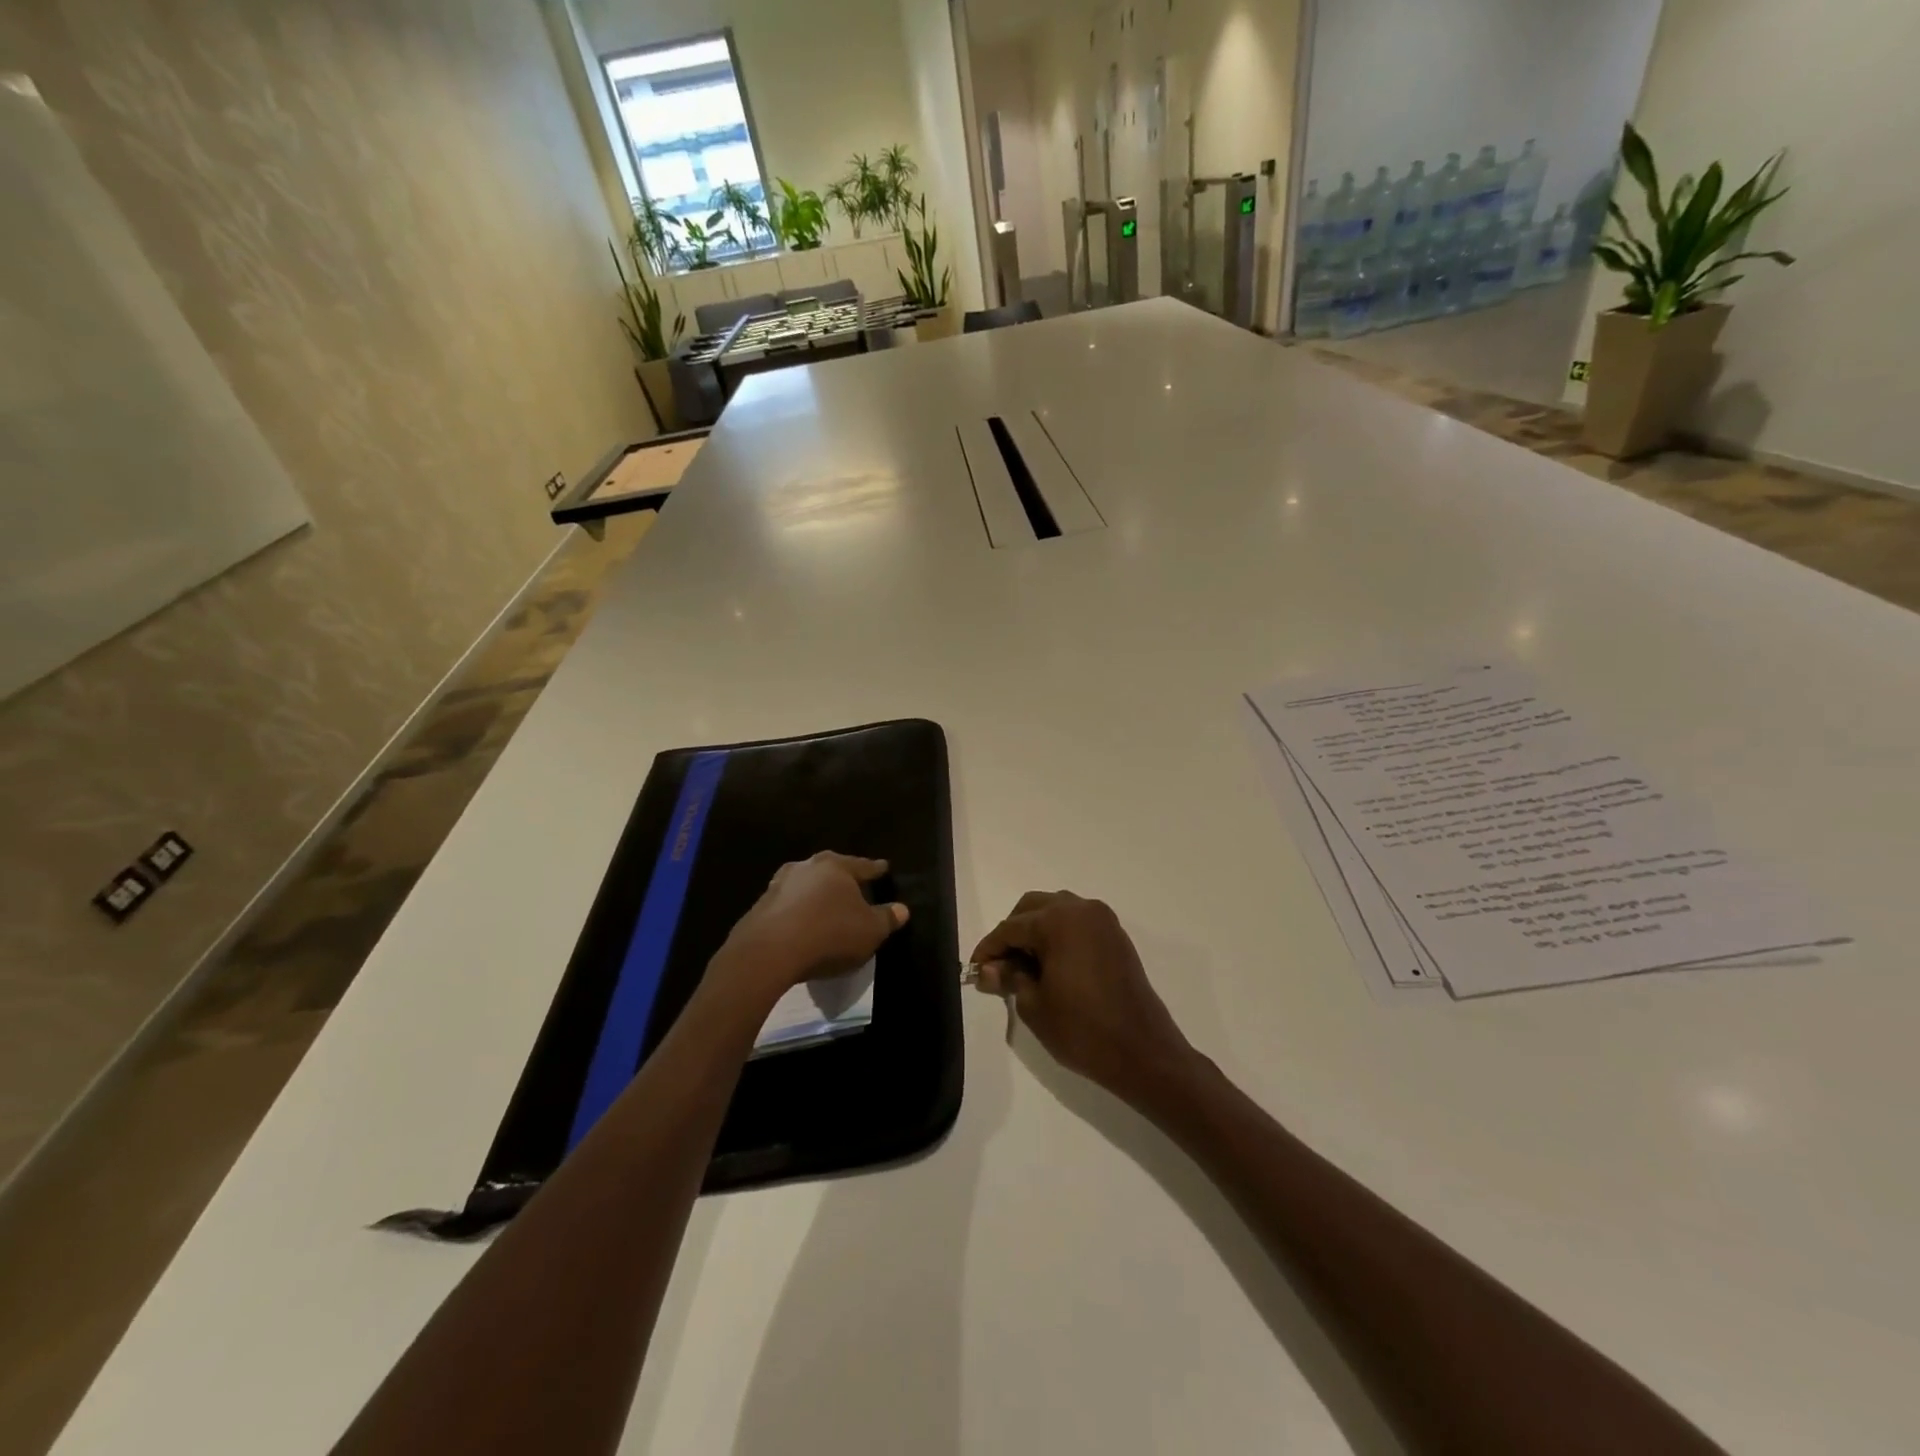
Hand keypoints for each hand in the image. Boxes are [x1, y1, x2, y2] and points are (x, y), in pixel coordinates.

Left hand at [717, 852, 908, 1001]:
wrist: (768, 952)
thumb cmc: (829, 934)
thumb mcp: (870, 931)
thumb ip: (887, 918)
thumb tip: (902, 909)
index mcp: (836, 866)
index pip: (863, 865)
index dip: (876, 869)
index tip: (884, 867)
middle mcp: (807, 866)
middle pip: (831, 871)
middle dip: (843, 879)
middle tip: (854, 888)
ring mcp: (779, 885)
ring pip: (806, 886)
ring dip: (817, 896)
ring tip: (826, 908)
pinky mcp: (760, 906)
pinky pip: (788, 905)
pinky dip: (798, 912)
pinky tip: (802, 926)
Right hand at [971, 891, 1194, 1101]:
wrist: (1142, 1052)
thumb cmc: (1082, 1030)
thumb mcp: (1034, 1005)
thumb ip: (1009, 978)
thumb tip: (989, 969)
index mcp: (1059, 921)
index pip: (1011, 927)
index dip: (989, 949)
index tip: (975, 970)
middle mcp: (1082, 909)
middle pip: (1033, 908)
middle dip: (1012, 932)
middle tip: (999, 966)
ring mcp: (1103, 921)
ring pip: (1057, 911)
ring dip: (1036, 930)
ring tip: (1024, 966)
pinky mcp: (1116, 937)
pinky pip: (1078, 923)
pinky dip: (1059, 935)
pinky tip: (1050, 965)